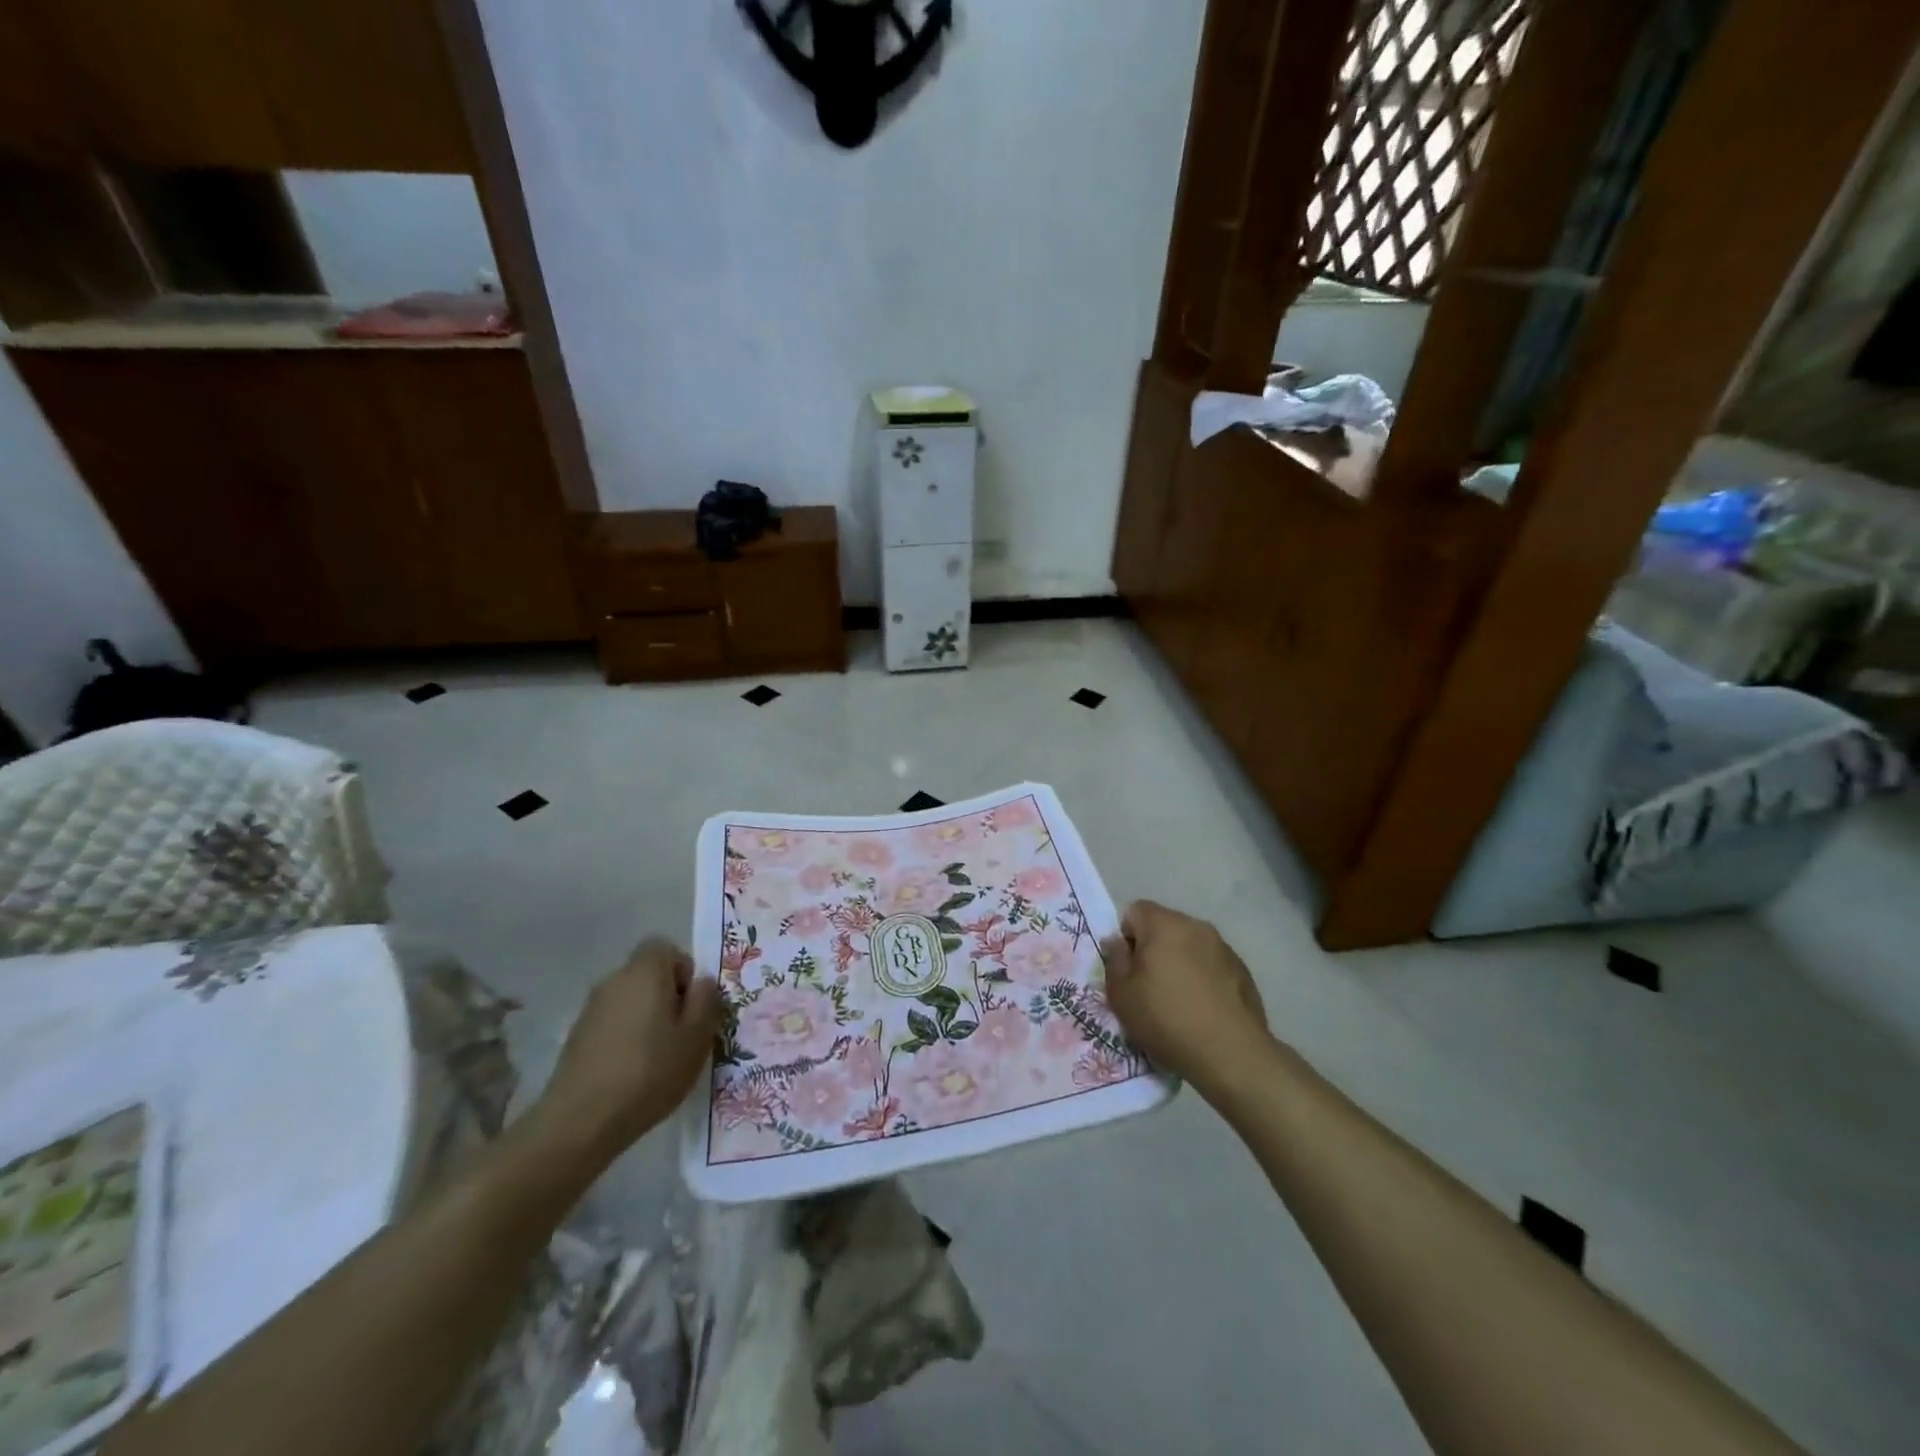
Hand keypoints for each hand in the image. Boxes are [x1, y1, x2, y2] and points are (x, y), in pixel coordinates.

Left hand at [536, 938, 722, 1159]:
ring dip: (646, 1019)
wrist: (580, 1121)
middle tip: (681, 1035)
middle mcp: (614, 980)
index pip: (665, 947)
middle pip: (647, 974)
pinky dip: (625, 1038)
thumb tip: (702, 983)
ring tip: (658, 1058)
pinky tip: (632, 1072)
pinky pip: (612, 1024)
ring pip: (630, 1000)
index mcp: (645, 972)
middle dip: (667, 997)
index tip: (691, 1006)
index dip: (683, 971)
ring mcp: (590, 1009)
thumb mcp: (697, 1036)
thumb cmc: (650, 1071)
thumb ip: (707, 1000)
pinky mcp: (576, 1037)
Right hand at [1102, 900, 1273, 1096]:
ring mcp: (1224, 948)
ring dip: (1180, 963)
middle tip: (1149, 987)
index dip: (1126, 937)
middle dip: (1153, 949)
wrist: (1231, 1054)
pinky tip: (1204, 1010)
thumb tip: (1116, 942)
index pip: (1135, 910)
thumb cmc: (1167, 1019)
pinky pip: (1212, 965)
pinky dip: (1204, 979)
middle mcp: (1196, 926)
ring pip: (1190, 946)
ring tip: (1179, 1002)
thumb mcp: (1122, 995)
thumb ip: (1114, 961)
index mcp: (1164, 924)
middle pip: (1164, 926)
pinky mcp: (1243, 971)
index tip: (1128, 969)